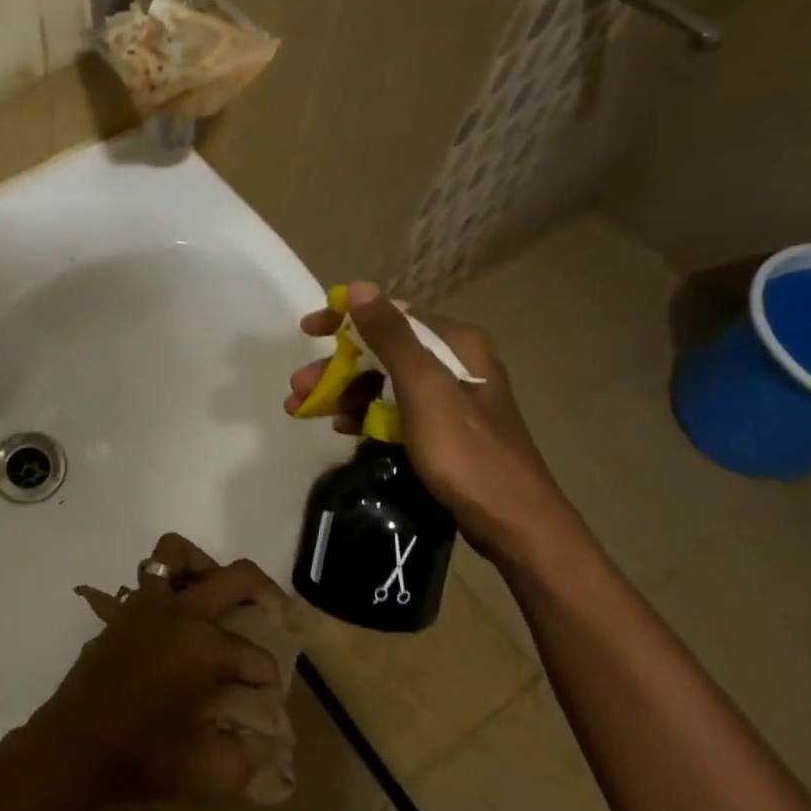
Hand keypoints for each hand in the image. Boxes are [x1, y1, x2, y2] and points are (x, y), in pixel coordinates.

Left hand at [5, 534, 288, 810]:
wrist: (74, 747)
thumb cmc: (144, 757)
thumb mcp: (209, 771)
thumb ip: (250, 759)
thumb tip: (273, 748)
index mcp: (205, 645)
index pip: (257, 657)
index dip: (270, 681)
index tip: (268, 703)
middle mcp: (180, 612)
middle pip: (237, 578)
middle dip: (267, 595)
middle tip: (278, 618)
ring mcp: (147, 605)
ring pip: (178, 553)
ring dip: (206, 567)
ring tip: (220, 599)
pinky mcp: (123, 611)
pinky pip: (150, 575)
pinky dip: (170, 582)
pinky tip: (179, 619)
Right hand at [283, 282, 589, 570]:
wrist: (512, 522)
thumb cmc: (465, 451)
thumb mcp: (423, 389)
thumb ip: (391, 337)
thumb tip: (359, 288)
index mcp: (456, 343)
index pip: (391, 316)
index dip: (345, 319)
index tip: (307, 330)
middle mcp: (455, 362)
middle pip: (382, 351)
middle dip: (337, 368)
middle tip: (298, 389)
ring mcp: (450, 398)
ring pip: (384, 382)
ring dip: (344, 393)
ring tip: (306, 413)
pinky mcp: (443, 429)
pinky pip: (394, 410)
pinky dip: (365, 414)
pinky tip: (343, 429)